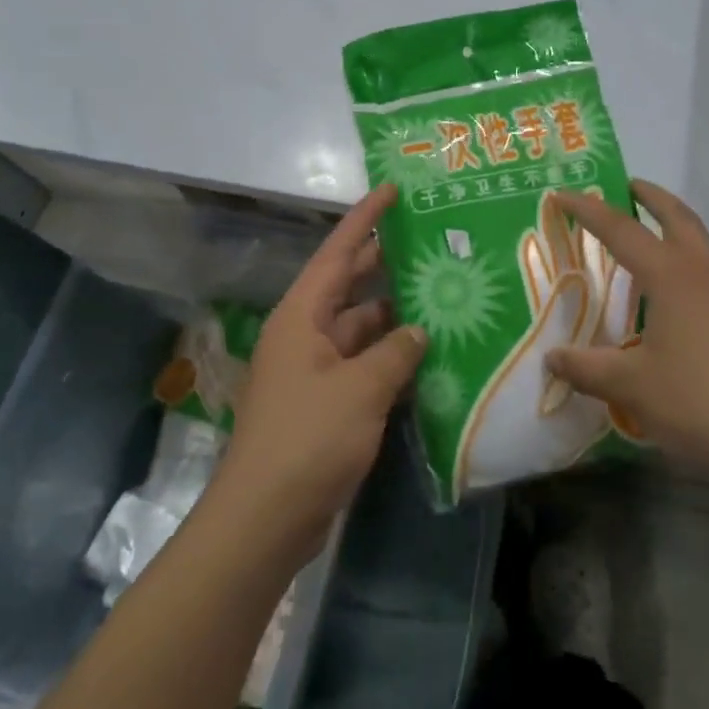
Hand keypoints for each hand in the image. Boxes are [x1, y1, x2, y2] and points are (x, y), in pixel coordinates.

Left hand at [215, 183, 424, 559]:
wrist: (265, 519)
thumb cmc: (308, 439)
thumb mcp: (360, 389)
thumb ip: (395, 352)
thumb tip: (417, 330)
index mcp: (303, 316)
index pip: (337, 252)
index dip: (364, 219)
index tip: (391, 190)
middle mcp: (306, 334)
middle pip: (350, 286)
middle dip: (385, 264)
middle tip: (430, 243)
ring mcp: (315, 371)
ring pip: (362, 329)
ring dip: (396, 318)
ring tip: (443, 298)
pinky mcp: (326, 404)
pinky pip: (364, 366)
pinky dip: (392, 359)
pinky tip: (428, 356)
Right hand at [544, 180, 708, 490]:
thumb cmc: (705, 401)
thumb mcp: (634, 388)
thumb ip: (589, 370)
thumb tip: (551, 358)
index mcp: (672, 277)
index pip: (621, 230)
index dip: (589, 210)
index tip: (562, 194)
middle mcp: (706, 275)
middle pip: (679, 219)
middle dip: (652, 198)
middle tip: (628, 186)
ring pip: (701, 249)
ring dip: (674, 234)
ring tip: (646, 250)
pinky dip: (688, 274)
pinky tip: (676, 310)